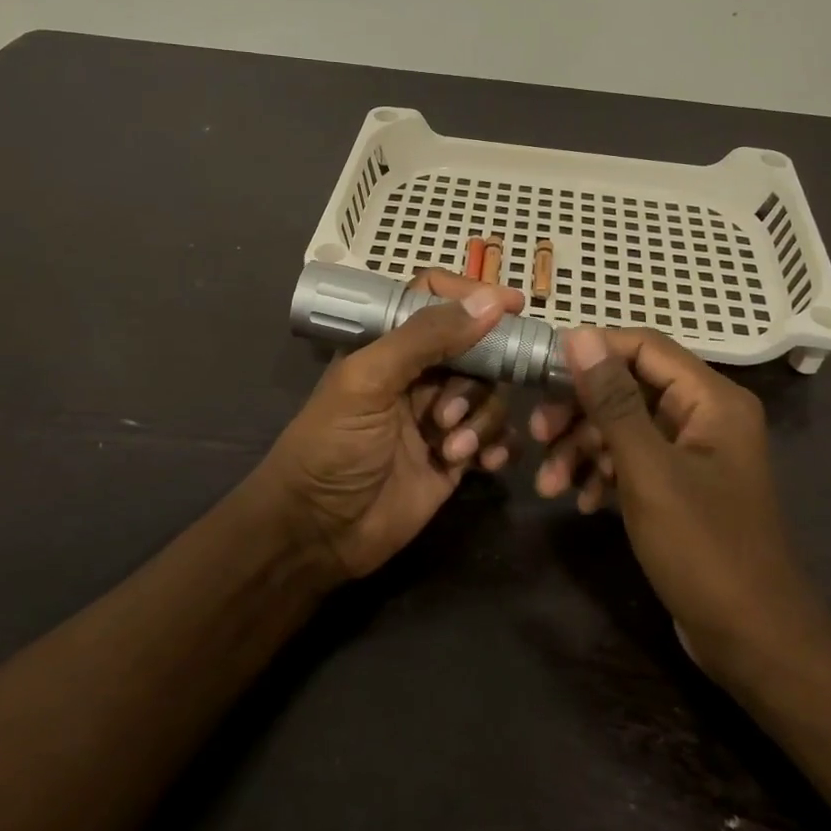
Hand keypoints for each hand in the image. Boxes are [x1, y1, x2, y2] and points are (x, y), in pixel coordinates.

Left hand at [261, 270, 523, 580]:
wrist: (318, 533)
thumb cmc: (332, 446)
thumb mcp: (369, 381)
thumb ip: (426, 337)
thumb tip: (489, 300)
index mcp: (389, 345)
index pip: (437, 302)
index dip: (473, 298)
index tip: (512, 306)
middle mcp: (419, 374)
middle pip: (476, 350)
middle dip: (476, 379)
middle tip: (448, 415)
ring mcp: (440, 417)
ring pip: (491, 394)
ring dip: (482, 419)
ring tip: (451, 449)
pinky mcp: (455, 457)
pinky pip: (497, 437)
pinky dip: (499, 445)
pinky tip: (486, 463)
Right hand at [529, 327, 830, 688]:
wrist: (754, 643)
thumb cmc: (703, 549)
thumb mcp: (648, 470)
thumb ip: (612, 400)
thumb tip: (579, 334)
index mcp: (711, 399)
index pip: (643, 346)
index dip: (591, 351)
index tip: (541, 371)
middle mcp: (705, 415)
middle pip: (628, 386)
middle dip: (579, 410)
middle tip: (538, 435)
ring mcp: (693, 452)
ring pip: (624, 426)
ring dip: (582, 448)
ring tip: (548, 485)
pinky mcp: (680, 485)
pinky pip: (633, 460)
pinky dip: (602, 473)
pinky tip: (580, 501)